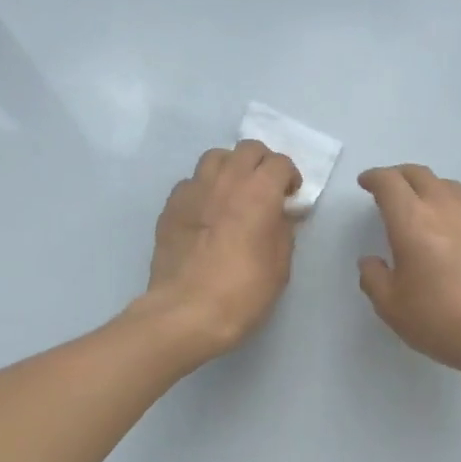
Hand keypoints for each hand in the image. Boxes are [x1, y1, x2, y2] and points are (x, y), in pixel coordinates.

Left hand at [143, 141, 301, 358]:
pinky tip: (206, 214)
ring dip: (230, 169)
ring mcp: (194, 190)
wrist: (187, 311)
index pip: (280, 163)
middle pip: (247, 149)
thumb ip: (283, 231)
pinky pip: (191, 183)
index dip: (289, 177)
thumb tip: (281, 215)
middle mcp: (226, 180)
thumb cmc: (243, 291)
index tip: (290, 197)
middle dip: (261, 164)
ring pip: (215, 158)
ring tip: (233, 194)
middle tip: (265, 189)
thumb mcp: (280, 265)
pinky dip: (203, 190)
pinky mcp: (170, 206)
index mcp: (259, 191)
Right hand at [357, 164, 460, 380]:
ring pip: (449, 186)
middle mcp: (445, 210)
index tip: (366, 183)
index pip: (390, 183)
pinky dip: (452, 210)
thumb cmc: (441, 320)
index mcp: (412, 222)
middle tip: (389, 189)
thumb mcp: (391, 307)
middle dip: (400, 175)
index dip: (374, 177)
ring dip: (429, 187)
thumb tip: (371, 261)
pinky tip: (451, 233)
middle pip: (420, 175)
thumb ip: (374, 278)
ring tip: (421, 205)